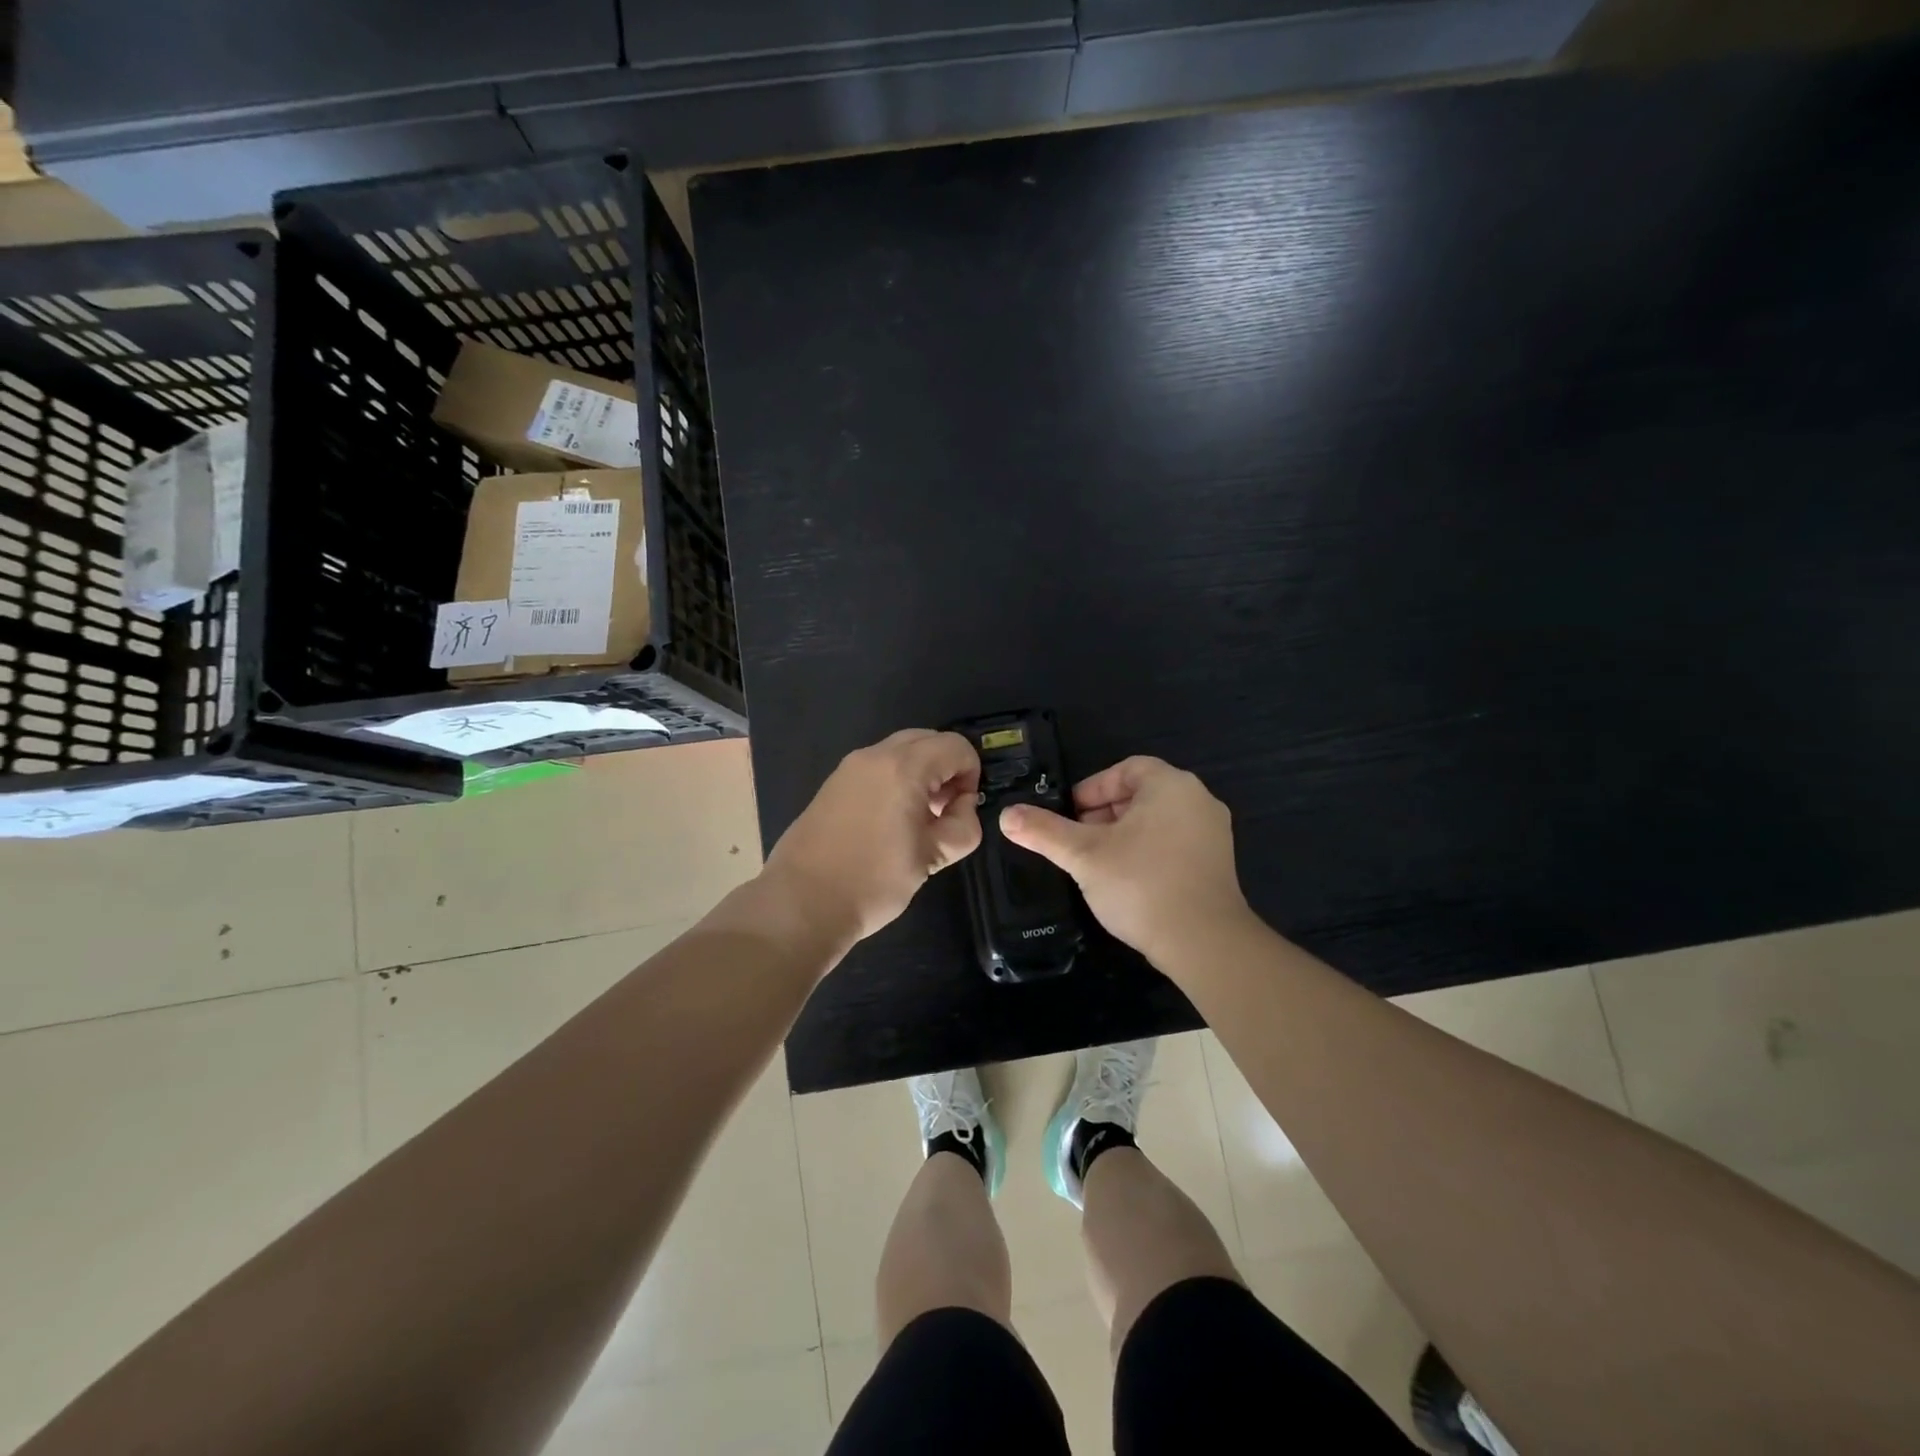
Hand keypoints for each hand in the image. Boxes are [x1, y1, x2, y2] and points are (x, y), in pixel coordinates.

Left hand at [764, 729, 982, 946]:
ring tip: (919, 818)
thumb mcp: (932, 857)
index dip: (971, 774)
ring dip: (921, 772)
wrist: (802, 902)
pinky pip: (877, 766)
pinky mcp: (833, 783)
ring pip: (900, 750)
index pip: (955, 747)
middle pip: (927, 739)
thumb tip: (963, 807)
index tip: (963, 809)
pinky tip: (890, 821)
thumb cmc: (873, 880)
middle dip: (946, 768)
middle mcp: (875, 756)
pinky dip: (896, 779)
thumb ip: (962, 826)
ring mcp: (849, 767)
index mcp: (903, 768)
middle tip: (945, 809)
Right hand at [1000, 756, 1249, 968]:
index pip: (1126, 769)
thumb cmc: (1141, 884)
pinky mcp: (1218, 865)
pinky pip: (1174, 844)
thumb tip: (1006, 815)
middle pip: (1141, 794)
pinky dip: (1147, 852)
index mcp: (1170, 785)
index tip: (1070, 815)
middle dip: (1104, 814)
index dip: (1092, 788)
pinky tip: (1127, 881)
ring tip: (1097, 862)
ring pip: (1157, 821)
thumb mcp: (1084, 855)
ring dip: (1123, 835)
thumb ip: (1044, 831)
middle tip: (1077, 840)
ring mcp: (1213, 834)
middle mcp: (1198, 800)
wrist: (1204, 943)